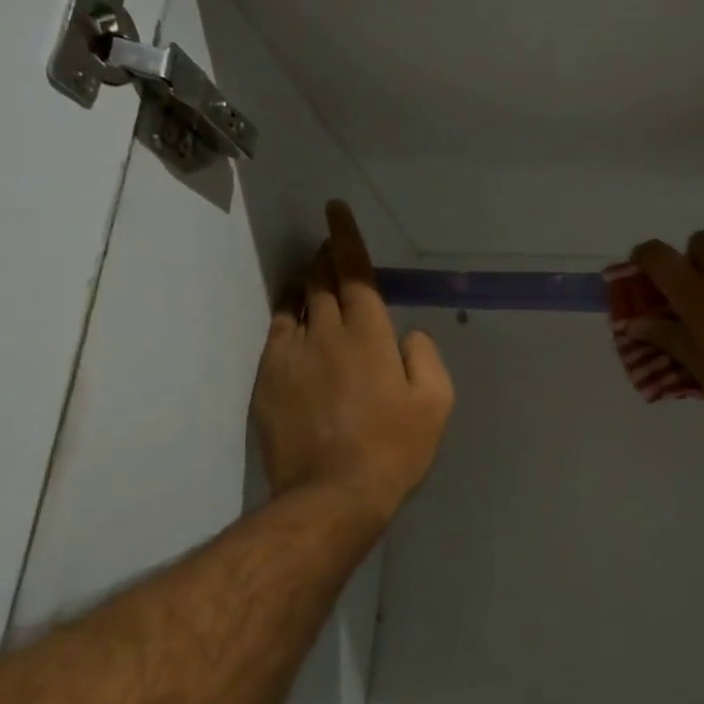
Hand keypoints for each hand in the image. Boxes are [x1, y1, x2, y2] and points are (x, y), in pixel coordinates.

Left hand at [252, 202, 454, 521]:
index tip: (335, 210)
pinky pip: (276, 335)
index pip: (356, 272)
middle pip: (322, 281)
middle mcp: (326, 333)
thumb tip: (408, 335)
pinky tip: (292, 319)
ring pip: (295, 303)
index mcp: (369, 334)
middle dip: (326, 257)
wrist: (332, 494)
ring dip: (306, 283)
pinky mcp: (268, 381)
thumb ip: (426, 357)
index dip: (346, 238)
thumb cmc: (394, 447)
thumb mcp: (436, 403)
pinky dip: (286, 317)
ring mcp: (291, 356)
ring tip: (312, 276)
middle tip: (329, 247)